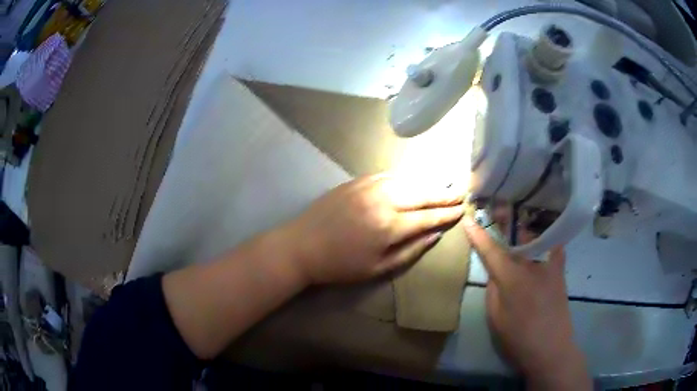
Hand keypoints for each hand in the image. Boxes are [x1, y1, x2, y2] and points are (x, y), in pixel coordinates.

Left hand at [282, 174, 464, 284]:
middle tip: (461, 191)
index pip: (428, 216)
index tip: (462, 209)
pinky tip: (413, 180)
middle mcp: (383, 200)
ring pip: (407, 180)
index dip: (447, 213)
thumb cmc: (340, 265)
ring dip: (427, 183)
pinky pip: (388, 175)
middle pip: (422, 193)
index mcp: (389, 226)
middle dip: (444, 193)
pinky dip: (405, 178)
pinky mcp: (356, 181)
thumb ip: (410, 251)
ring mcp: (368, 186)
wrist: (301, 246)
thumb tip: (435, 234)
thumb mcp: (378, 268)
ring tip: (443, 185)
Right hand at [462, 216, 591, 389]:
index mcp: (512, 278)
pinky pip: (552, 246)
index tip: (468, 219)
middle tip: (497, 208)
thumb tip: (496, 271)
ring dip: (524, 227)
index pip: (491, 250)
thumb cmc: (518, 337)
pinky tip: (543, 234)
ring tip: (518, 218)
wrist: (551, 348)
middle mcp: (531, 264)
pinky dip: (546, 238)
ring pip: (535, 237)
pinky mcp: (560, 270)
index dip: (478, 235)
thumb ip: (494, 289)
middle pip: (516, 235)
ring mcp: (549, 265)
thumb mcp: (495, 317)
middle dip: (505, 220)